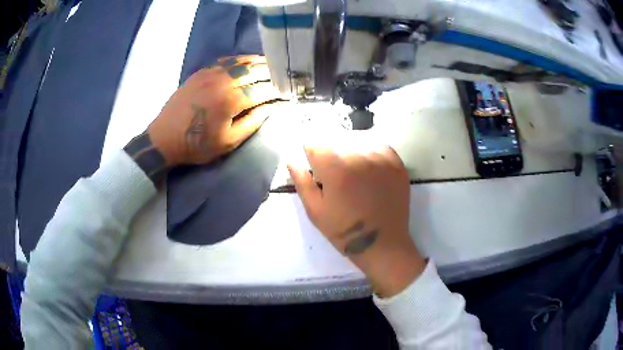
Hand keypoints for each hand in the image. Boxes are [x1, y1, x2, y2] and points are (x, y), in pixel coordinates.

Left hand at [147, 55, 281, 165]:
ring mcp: (210, 74)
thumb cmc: (196, 144)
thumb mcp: (228, 142)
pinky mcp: (200, 72)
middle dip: (271, 72)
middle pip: (253, 71)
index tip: (287, 91)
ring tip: (271, 64)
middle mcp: (222, 81)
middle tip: (283, 74)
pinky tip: (246, 62)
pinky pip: (225, 61)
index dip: (277, 90)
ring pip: (240, 62)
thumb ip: (252, 122)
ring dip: (258, 62)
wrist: (164, 138)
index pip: (262, 90)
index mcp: (230, 101)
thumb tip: (271, 107)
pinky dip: (239, 60)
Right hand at [288, 145, 425, 296]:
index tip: (314, 164)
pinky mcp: (396, 164)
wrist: (382, 243)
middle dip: (331, 154)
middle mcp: (359, 157)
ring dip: (351, 151)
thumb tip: (292, 161)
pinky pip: (379, 146)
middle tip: (335, 174)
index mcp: (336, 170)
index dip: (311, 153)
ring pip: (358, 141)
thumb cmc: (345, 231)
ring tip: (353, 171)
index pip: (316, 144)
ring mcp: (381, 159)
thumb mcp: (315, 211)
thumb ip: (302, 183)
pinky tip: (370, 167)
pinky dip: (371, 152)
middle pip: (337, 141)